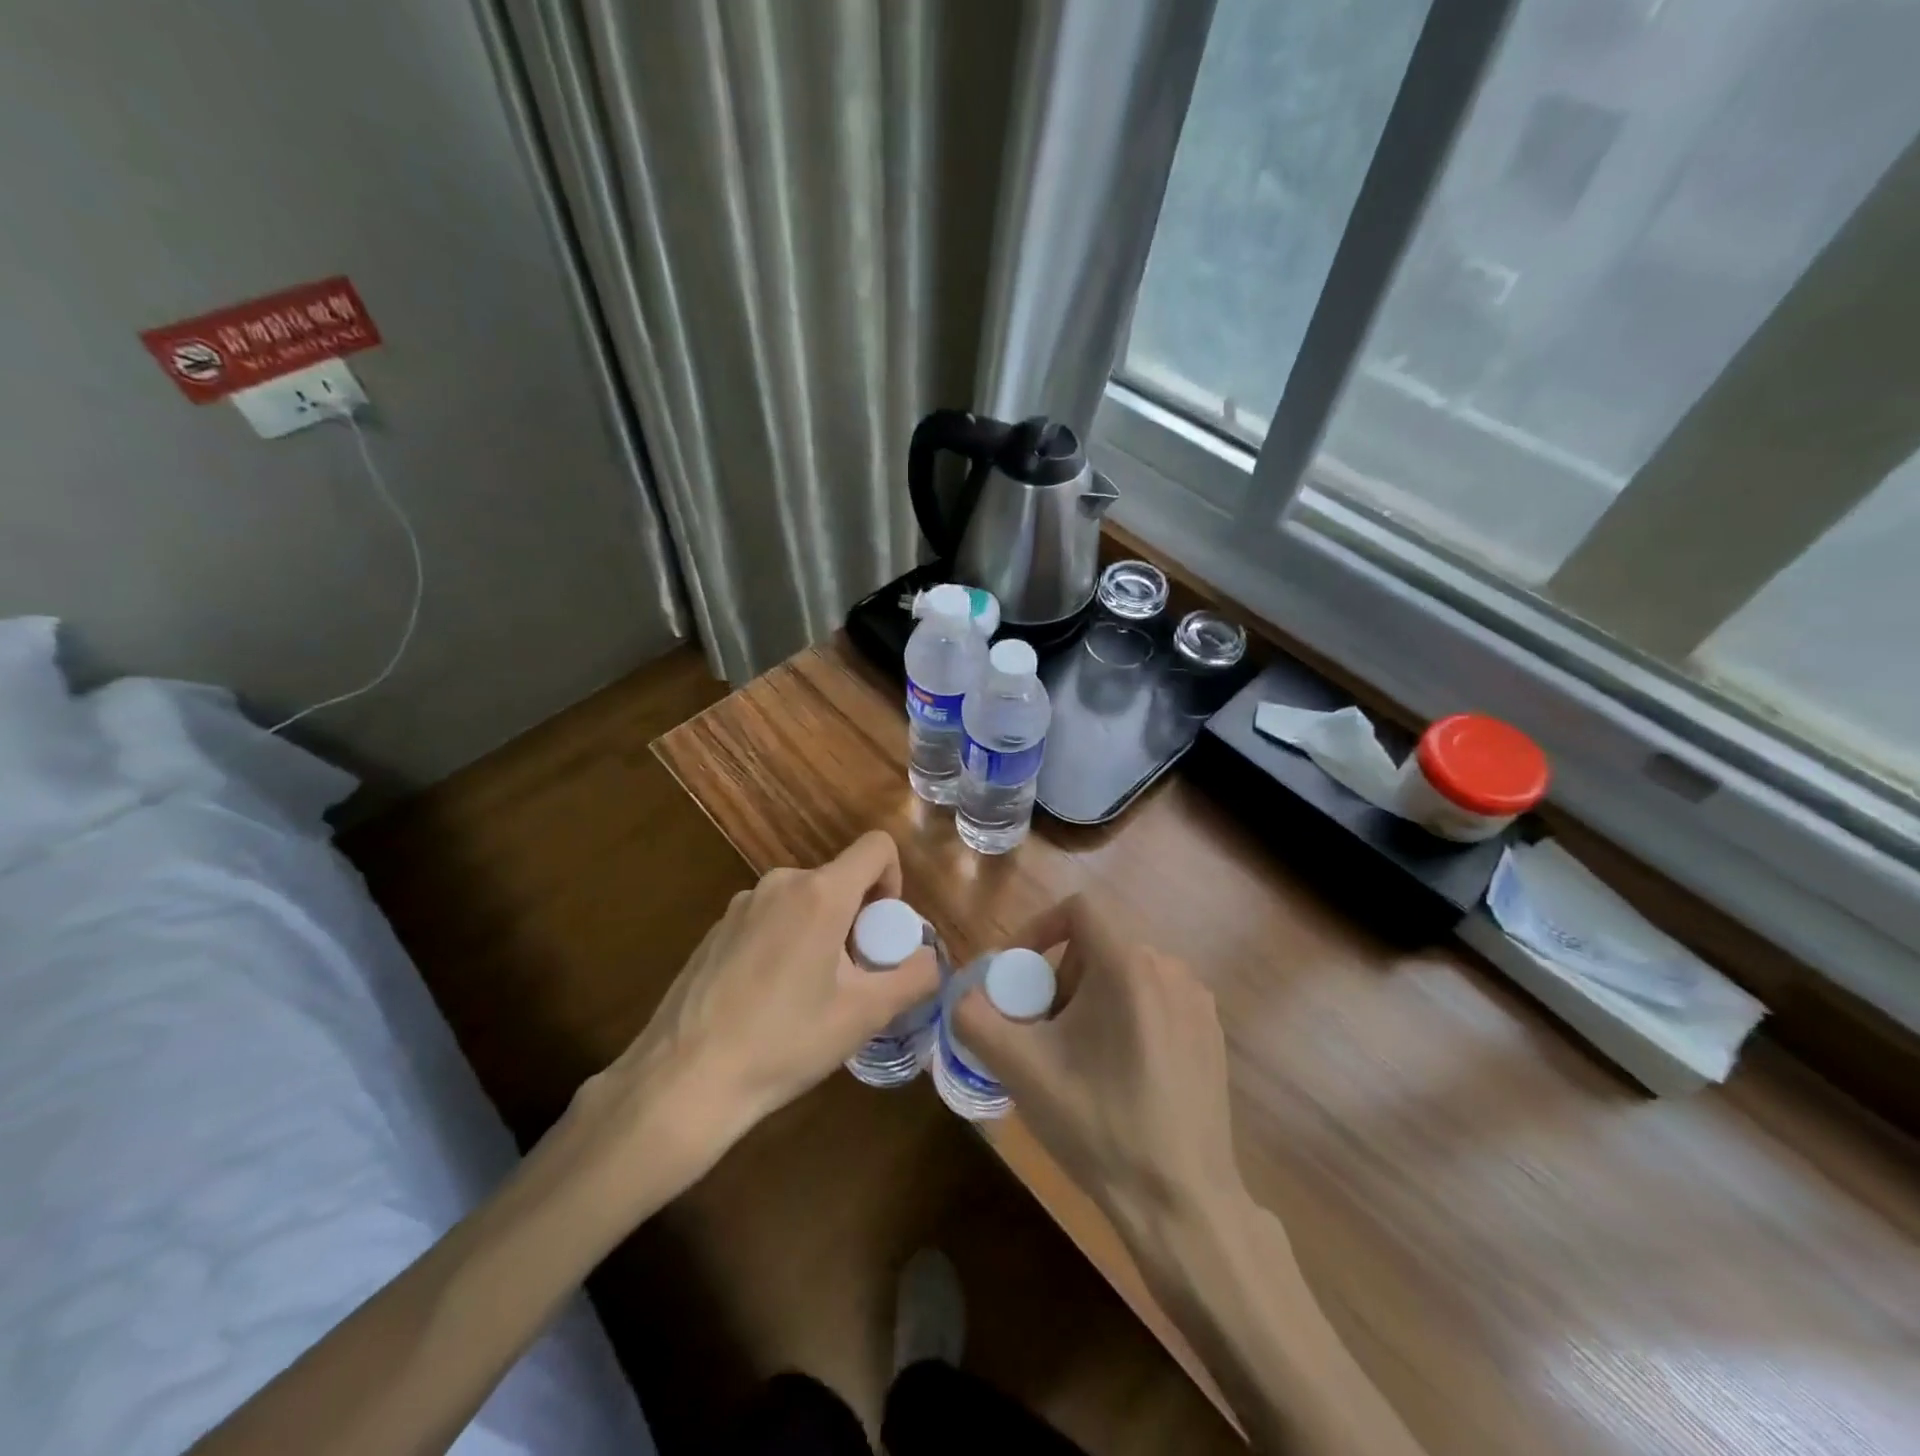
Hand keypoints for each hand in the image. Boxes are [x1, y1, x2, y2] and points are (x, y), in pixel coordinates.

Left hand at [570, 831, 939, 1199]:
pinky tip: (768, 1000)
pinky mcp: (716, 929)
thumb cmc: (784, 1042)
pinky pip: (769, 919)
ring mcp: (741, 904)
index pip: (876, 847)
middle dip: (856, 918)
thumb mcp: (864, 1016)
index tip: (883, 930)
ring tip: (809, 994)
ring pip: (803, 901)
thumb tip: (930, 959)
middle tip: (851, 977)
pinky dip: (785, 942)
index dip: (894, 879)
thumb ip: (913, 978)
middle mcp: (780, 884)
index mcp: (820, 893)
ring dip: (821, 932)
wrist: (684, 1079)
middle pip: (839, 879)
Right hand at [954, 894, 1242, 1242]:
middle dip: (1061, 974)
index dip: (1040, 927)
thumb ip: (976, 1018)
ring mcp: (1197, 1001)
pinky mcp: (1211, 1033)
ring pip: (1127, 971)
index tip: (1019, 973)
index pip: (1079, 907)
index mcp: (1128, 965)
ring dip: (1092, 995)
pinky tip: (1118, 1071)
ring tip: (1076, 1052)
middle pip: (1099, 943)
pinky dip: (1126, 1013)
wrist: (1181, 1202)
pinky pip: (1156, 998)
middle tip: (1042, 1026)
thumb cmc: (1098, 1126)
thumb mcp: (1021, 1070)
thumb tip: (963, 993)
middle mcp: (1170, 969)